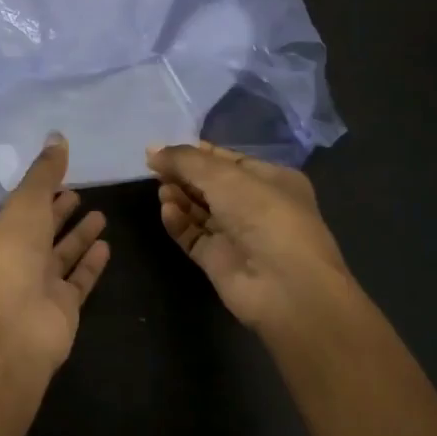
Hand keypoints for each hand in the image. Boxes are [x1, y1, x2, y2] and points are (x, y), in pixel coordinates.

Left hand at [0, 133, 110, 368]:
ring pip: (61, 254)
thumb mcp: (25, 203)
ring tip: (101, 214)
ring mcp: (37, 285)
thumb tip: (57, 135)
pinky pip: (79, 279)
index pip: (15, 208)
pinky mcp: (61, 307)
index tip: (57, 177)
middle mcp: (13, 258)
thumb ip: (44, 172)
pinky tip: (107, 245)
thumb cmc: (10, 255)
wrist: (12, 327)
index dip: (35, 193)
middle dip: (57, 212)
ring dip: (78, 235)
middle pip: (39, 230)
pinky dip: (90, 263)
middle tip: (80, 192)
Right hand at [147, 141, 358, 332]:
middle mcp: (256, 207)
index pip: (228, 161)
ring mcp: (238, 236)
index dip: (197, 153)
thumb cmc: (263, 215)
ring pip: (200, 211)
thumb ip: (185, 160)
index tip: (165, 149)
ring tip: (161, 189)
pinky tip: (166, 210)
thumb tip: (152, 150)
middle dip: (184, 175)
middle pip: (211, 185)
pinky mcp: (220, 262)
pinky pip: (193, 236)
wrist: (284, 286)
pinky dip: (179, 222)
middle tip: (156, 168)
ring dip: (180, 197)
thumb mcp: (224, 176)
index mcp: (272, 180)